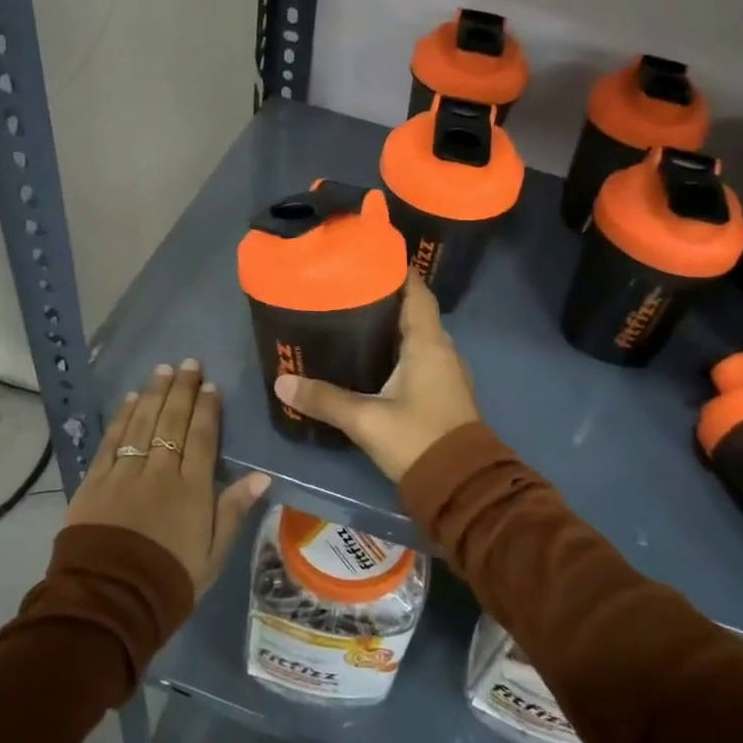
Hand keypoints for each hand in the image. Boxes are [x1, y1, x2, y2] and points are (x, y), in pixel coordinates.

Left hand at [65, 360, 269, 595]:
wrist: (109, 601)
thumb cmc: (170, 581)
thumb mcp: (213, 554)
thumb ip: (233, 510)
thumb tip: (261, 476)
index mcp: (192, 489)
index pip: (202, 437)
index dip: (207, 408)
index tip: (210, 384)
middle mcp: (159, 472)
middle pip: (172, 421)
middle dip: (181, 389)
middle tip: (187, 363)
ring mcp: (125, 473)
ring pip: (142, 424)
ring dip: (153, 394)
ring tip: (162, 370)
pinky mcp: (95, 482)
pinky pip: (112, 441)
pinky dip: (122, 418)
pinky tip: (130, 399)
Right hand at [273, 273, 480, 483]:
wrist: (461, 485)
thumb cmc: (417, 439)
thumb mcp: (365, 419)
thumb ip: (324, 399)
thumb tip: (282, 382)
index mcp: (428, 343)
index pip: (416, 291)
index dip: (396, 271)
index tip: (367, 258)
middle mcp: (443, 350)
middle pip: (415, 311)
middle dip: (386, 298)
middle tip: (348, 290)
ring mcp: (447, 372)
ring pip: (418, 336)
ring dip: (393, 326)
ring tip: (354, 319)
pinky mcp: (444, 392)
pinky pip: (421, 357)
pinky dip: (399, 350)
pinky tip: (373, 359)